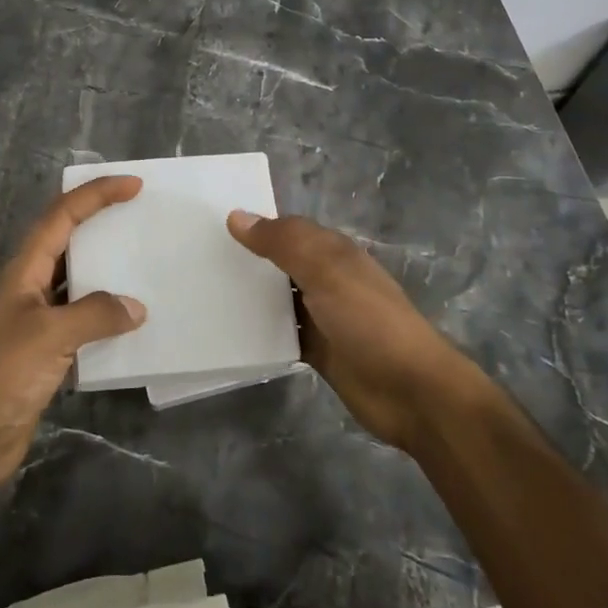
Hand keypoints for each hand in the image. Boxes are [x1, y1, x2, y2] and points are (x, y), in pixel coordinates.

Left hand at [0, 177, 146, 487]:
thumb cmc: (1, 376)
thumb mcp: (49, 336)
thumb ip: (95, 314)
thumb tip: (136, 308)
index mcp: (24, 270)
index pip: (61, 216)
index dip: (96, 195)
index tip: (134, 186)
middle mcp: (30, 286)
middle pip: (68, 239)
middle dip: (101, 220)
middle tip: (141, 213)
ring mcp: (38, 319)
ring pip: (77, 279)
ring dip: (107, 268)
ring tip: (144, 259)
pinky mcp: (47, 351)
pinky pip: (83, 318)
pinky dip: (107, 312)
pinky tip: (133, 319)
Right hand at [226, 211, 472, 452]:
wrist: (411, 391)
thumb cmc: (369, 320)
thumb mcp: (325, 271)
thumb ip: (282, 243)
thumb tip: (237, 216)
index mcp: (332, 252)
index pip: (287, 229)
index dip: (255, 225)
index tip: (210, 225)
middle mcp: (327, 279)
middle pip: (280, 263)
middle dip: (247, 260)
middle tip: (196, 259)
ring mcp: (323, 317)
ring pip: (278, 299)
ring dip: (250, 297)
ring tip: (203, 293)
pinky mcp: (319, 351)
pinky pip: (282, 334)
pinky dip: (260, 332)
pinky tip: (228, 332)